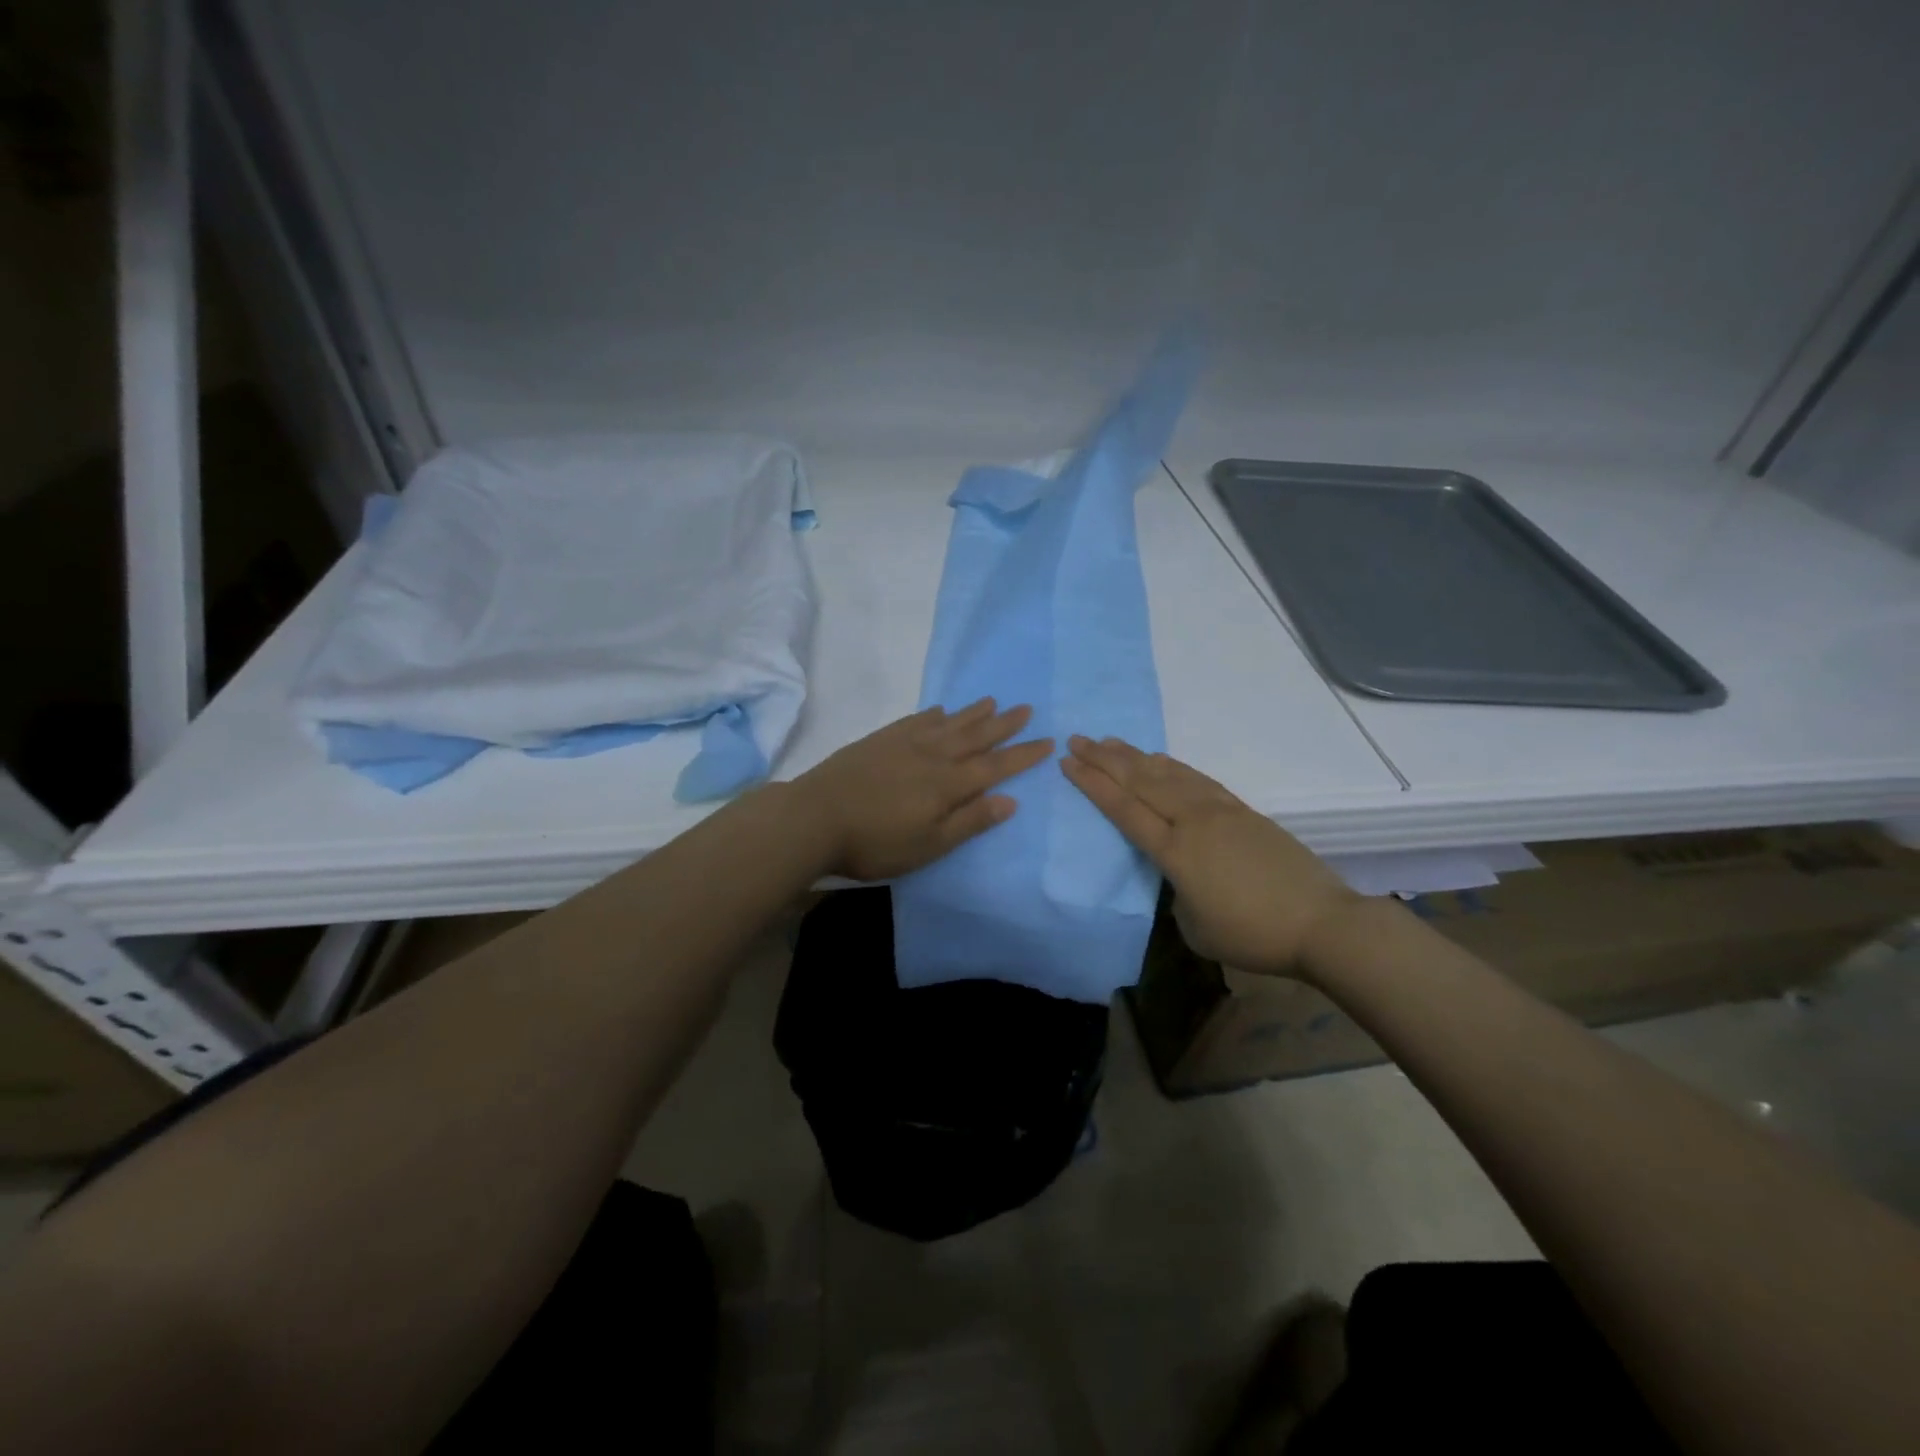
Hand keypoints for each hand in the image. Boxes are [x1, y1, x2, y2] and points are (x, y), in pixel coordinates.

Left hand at [793, 699, 1053, 881]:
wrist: (815, 817)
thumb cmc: (875, 843)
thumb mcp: (928, 845)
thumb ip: (969, 822)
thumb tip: (1010, 800)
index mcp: (947, 784)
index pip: (994, 766)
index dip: (1022, 755)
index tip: (1047, 742)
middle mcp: (932, 756)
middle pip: (975, 737)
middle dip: (1003, 725)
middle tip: (1026, 709)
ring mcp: (904, 744)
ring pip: (948, 724)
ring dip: (973, 713)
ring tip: (993, 701)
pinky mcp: (880, 740)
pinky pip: (916, 720)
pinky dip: (933, 714)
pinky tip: (940, 710)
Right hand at [1060, 736, 1359, 976]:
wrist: (1321, 923)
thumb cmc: (1253, 934)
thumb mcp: (1196, 928)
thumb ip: (1177, 896)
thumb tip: (1180, 877)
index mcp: (1175, 852)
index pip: (1124, 810)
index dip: (1093, 785)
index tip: (1068, 763)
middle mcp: (1193, 822)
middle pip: (1141, 782)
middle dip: (1104, 760)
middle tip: (1077, 740)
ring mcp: (1220, 811)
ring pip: (1168, 774)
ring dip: (1135, 756)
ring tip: (1110, 742)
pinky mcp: (1242, 811)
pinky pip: (1196, 779)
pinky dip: (1172, 765)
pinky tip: (1160, 759)